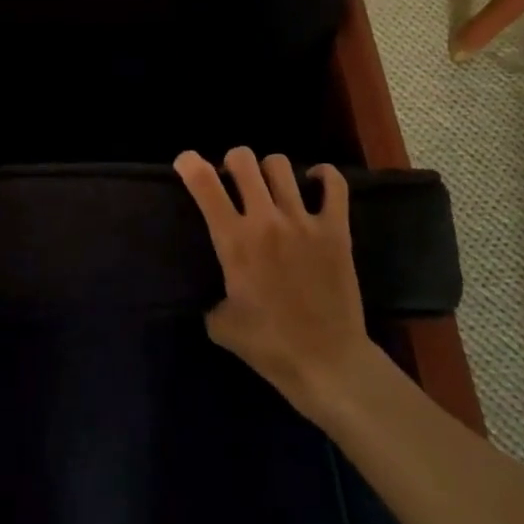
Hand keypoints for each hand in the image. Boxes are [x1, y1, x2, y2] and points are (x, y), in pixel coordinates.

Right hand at [175, 147, 376, 414]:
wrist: (328, 364)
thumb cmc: (269, 347)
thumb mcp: (221, 324)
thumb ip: (212, 296)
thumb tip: (215, 292)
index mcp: (234, 241)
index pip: (204, 183)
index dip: (189, 164)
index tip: (186, 162)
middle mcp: (266, 220)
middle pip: (243, 160)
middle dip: (233, 162)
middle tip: (234, 181)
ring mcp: (303, 221)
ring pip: (281, 165)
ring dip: (269, 170)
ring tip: (271, 188)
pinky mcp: (336, 230)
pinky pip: (334, 184)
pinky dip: (323, 177)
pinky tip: (315, 183)